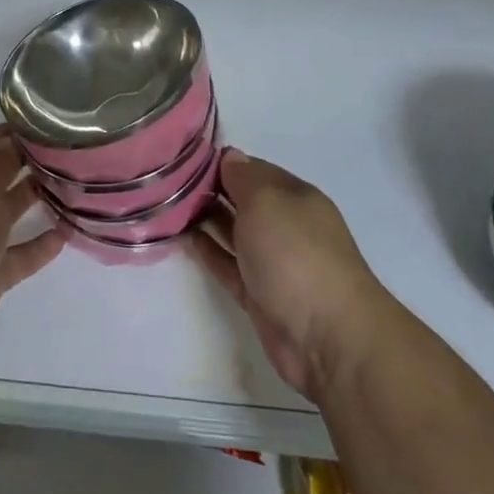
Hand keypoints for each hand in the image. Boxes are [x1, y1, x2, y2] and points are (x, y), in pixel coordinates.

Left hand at [0, 125, 65, 373]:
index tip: (43, 125)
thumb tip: (14, 140)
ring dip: (36, 200)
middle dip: (27, 163)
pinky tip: (67, 232)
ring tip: (73, 186)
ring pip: (9, 214)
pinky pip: (20, 254)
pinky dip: (41, 245)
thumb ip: (0, 162)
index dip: (7, 133)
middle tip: (66, 152)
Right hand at [190, 150, 387, 399]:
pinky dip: (207, 251)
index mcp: (295, 197)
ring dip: (204, 219)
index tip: (186, 159)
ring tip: (166, 206)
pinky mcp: (258, 294)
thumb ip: (243, 178)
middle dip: (210, 190)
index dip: (222, 162)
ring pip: (232, 232)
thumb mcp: (267, 201)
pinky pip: (227, 264)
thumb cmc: (296, 254)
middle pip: (242, 200)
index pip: (254, 169)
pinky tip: (182, 238)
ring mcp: (272, 262)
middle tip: (167, 181)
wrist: (327, 336)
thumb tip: (230, 157)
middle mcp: (285, 225)